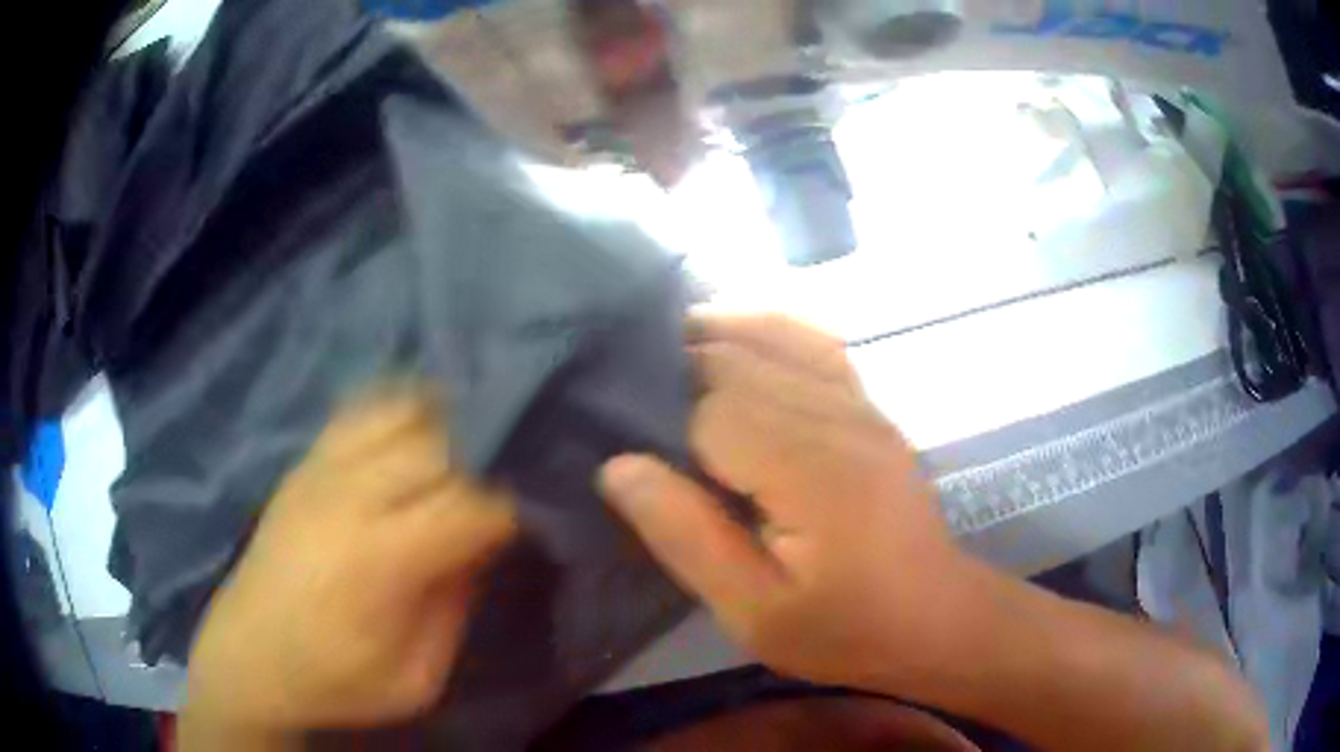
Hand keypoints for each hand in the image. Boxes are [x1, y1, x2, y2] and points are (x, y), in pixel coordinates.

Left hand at [183, 391, 515, 734]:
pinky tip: (423, 426)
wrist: (248, 658)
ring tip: (480, 438)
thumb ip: (456, 605)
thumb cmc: (335, 681)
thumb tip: (485, 543)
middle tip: (519, 470)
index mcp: (381, 556)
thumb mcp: (416, 676)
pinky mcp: (305, 462)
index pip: (471, 503)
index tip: (538, 511)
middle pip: (441, 444)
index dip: (515, 503)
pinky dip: (402, 407)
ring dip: (448, 419)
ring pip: (403, 410)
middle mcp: (351, 494)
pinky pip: (362, 410)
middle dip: (491, 453)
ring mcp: (322, 468)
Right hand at [599, 314, 971, 693]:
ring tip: (664, 347)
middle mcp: (838, 418)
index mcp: (810, 471)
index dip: (656, 415)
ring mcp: (861, 406)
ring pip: (776, 337)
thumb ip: (686, 536)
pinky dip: (768, 328)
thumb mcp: (752, 611)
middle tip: (623, 386)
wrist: (932, 619)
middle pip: (739, 361)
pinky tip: (736, 336)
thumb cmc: (842, 627)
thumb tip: (618, 466)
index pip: (711, 409)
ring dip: (716, 334)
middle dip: (677, 364)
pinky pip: (816, 343)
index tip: (615, 431)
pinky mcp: (870, 408)